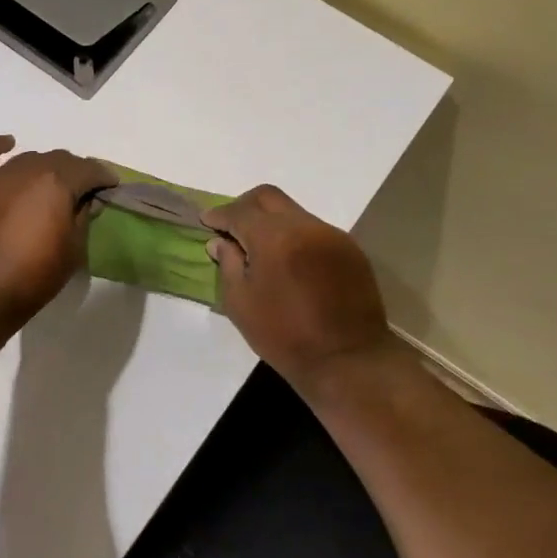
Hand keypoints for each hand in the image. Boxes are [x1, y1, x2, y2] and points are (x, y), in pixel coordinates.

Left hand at [0, 136, 114, 328]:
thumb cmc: (33, 277)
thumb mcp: (73, 251)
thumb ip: (82, 218)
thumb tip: (85, 200)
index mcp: (58, 183)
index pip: (89, 170)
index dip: (104, 177)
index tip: (111, 187)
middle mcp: (30, 169)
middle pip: (60, 160)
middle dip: (76, 172)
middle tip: (83, 192)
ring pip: (30, 158)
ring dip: (45, 167)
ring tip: (51, 184)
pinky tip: (9, 144)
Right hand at [204, 185, 397, 390]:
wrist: (348, 360)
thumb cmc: (285, 336)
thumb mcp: (241, 304)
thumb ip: (228, 264)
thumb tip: (221, 242)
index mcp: (274, 238)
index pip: (239, 212)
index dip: (219, 214)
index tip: (207, 221)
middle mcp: (305, 226)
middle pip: (268, 197)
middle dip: (244, 206)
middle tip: (231, 226)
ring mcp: (331, 235)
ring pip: (293, 212)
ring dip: (272, 222)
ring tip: (261, 248)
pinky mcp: (350, 249)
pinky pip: (314, 230)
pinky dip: (295, 236)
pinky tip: (290, 261)